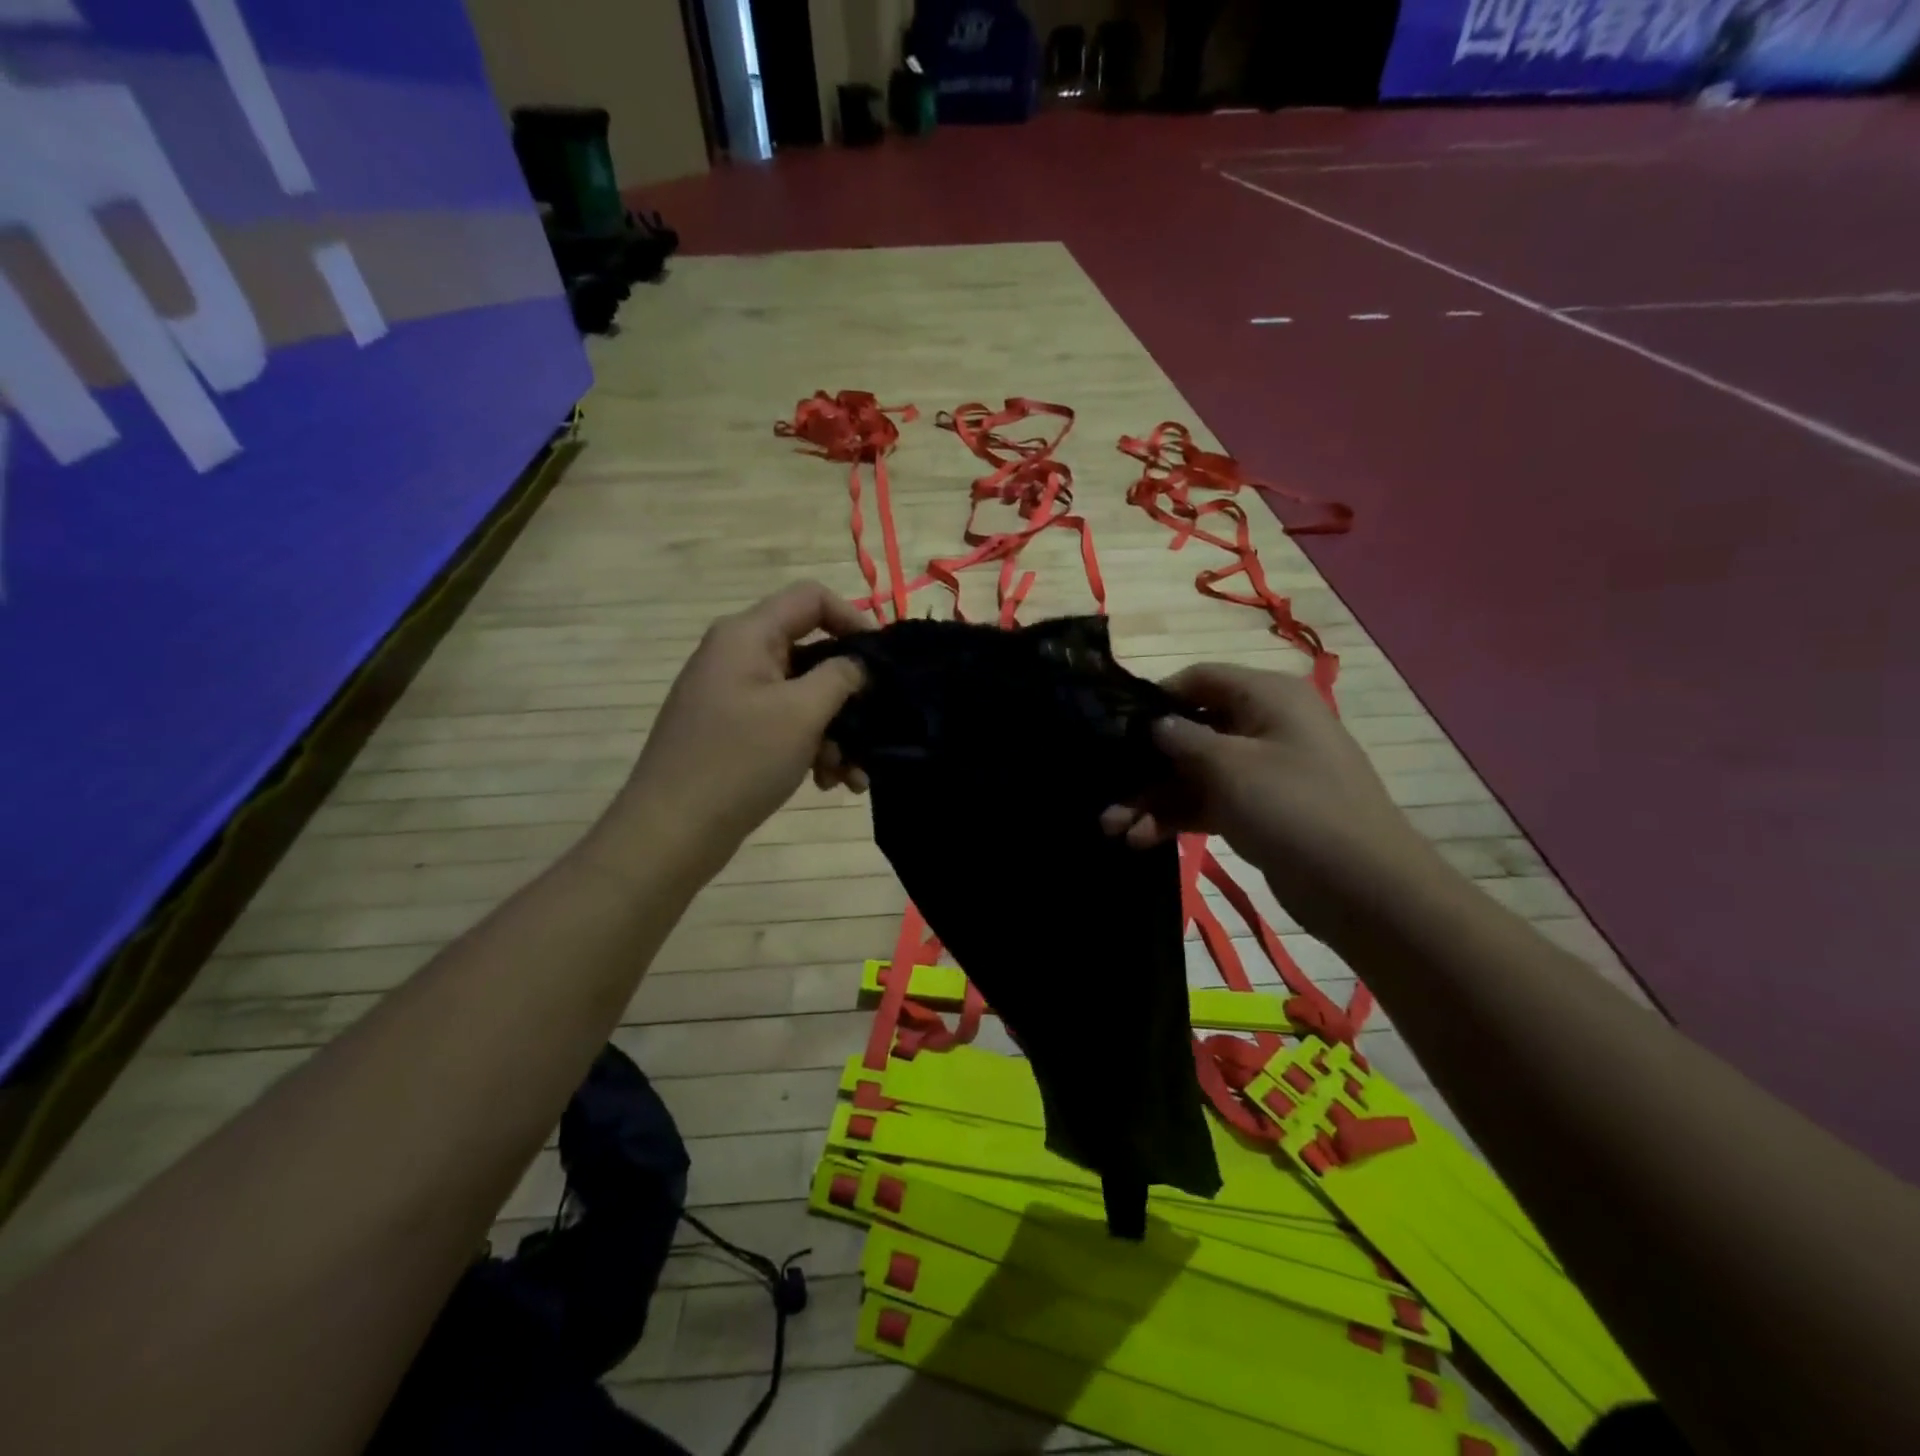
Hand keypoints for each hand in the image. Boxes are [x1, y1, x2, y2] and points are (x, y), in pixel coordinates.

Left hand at [615, 582, 868, 875]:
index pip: (811, 598)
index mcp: (747, 635)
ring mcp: (732, 695)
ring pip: (802, 696)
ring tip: (849, 776)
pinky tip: (827, 783)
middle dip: (847, 695)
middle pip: (811, 653)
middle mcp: (737, 656)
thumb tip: (859, 663)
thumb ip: (841, 677)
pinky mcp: (733, 731)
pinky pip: (784, 724)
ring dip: (834, 731)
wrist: (671, 831)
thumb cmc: (739, 761)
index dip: (853, 619)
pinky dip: (810, 747)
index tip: (881, 661)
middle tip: (873, 730)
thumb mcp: (801, 714)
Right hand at [1101, 664, 1437, 938]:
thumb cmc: (1293, 807)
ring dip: (1153, 798)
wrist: (1362, 887)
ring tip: (1113, 828)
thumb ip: (1182, 739)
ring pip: (1194, 773)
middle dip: (1146, 763)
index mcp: (1266, 696)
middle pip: (1191, 731)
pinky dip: (1176, 817)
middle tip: (1104, 790)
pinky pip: (1208, 802)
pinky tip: (1141, 839)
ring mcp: (1262, 770)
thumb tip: (1154, 724)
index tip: (1115, 725)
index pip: (1199, 679)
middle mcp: (1264, 725)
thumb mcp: (1229, 766)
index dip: (1156, 699)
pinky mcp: (1259, 810)